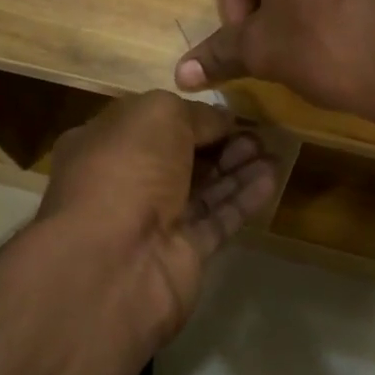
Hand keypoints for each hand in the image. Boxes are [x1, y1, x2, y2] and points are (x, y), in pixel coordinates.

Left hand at [36, 92, 277, 341]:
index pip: (150, 125)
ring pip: (201, 189)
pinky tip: (271, 178)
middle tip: (257, 133)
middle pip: (179, 158)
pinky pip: (216, 220)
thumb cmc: (125, 170)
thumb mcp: (158, 116)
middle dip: (218, 143)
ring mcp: (152, 222)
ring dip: (236, 169)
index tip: (227, 112)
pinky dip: (242, 199)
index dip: (189, 116)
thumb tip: (221, 119)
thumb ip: (194, 114)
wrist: (113, 262)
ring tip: (272, 151)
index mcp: (102, 144)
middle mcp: (124, 182)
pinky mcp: (181, 255)